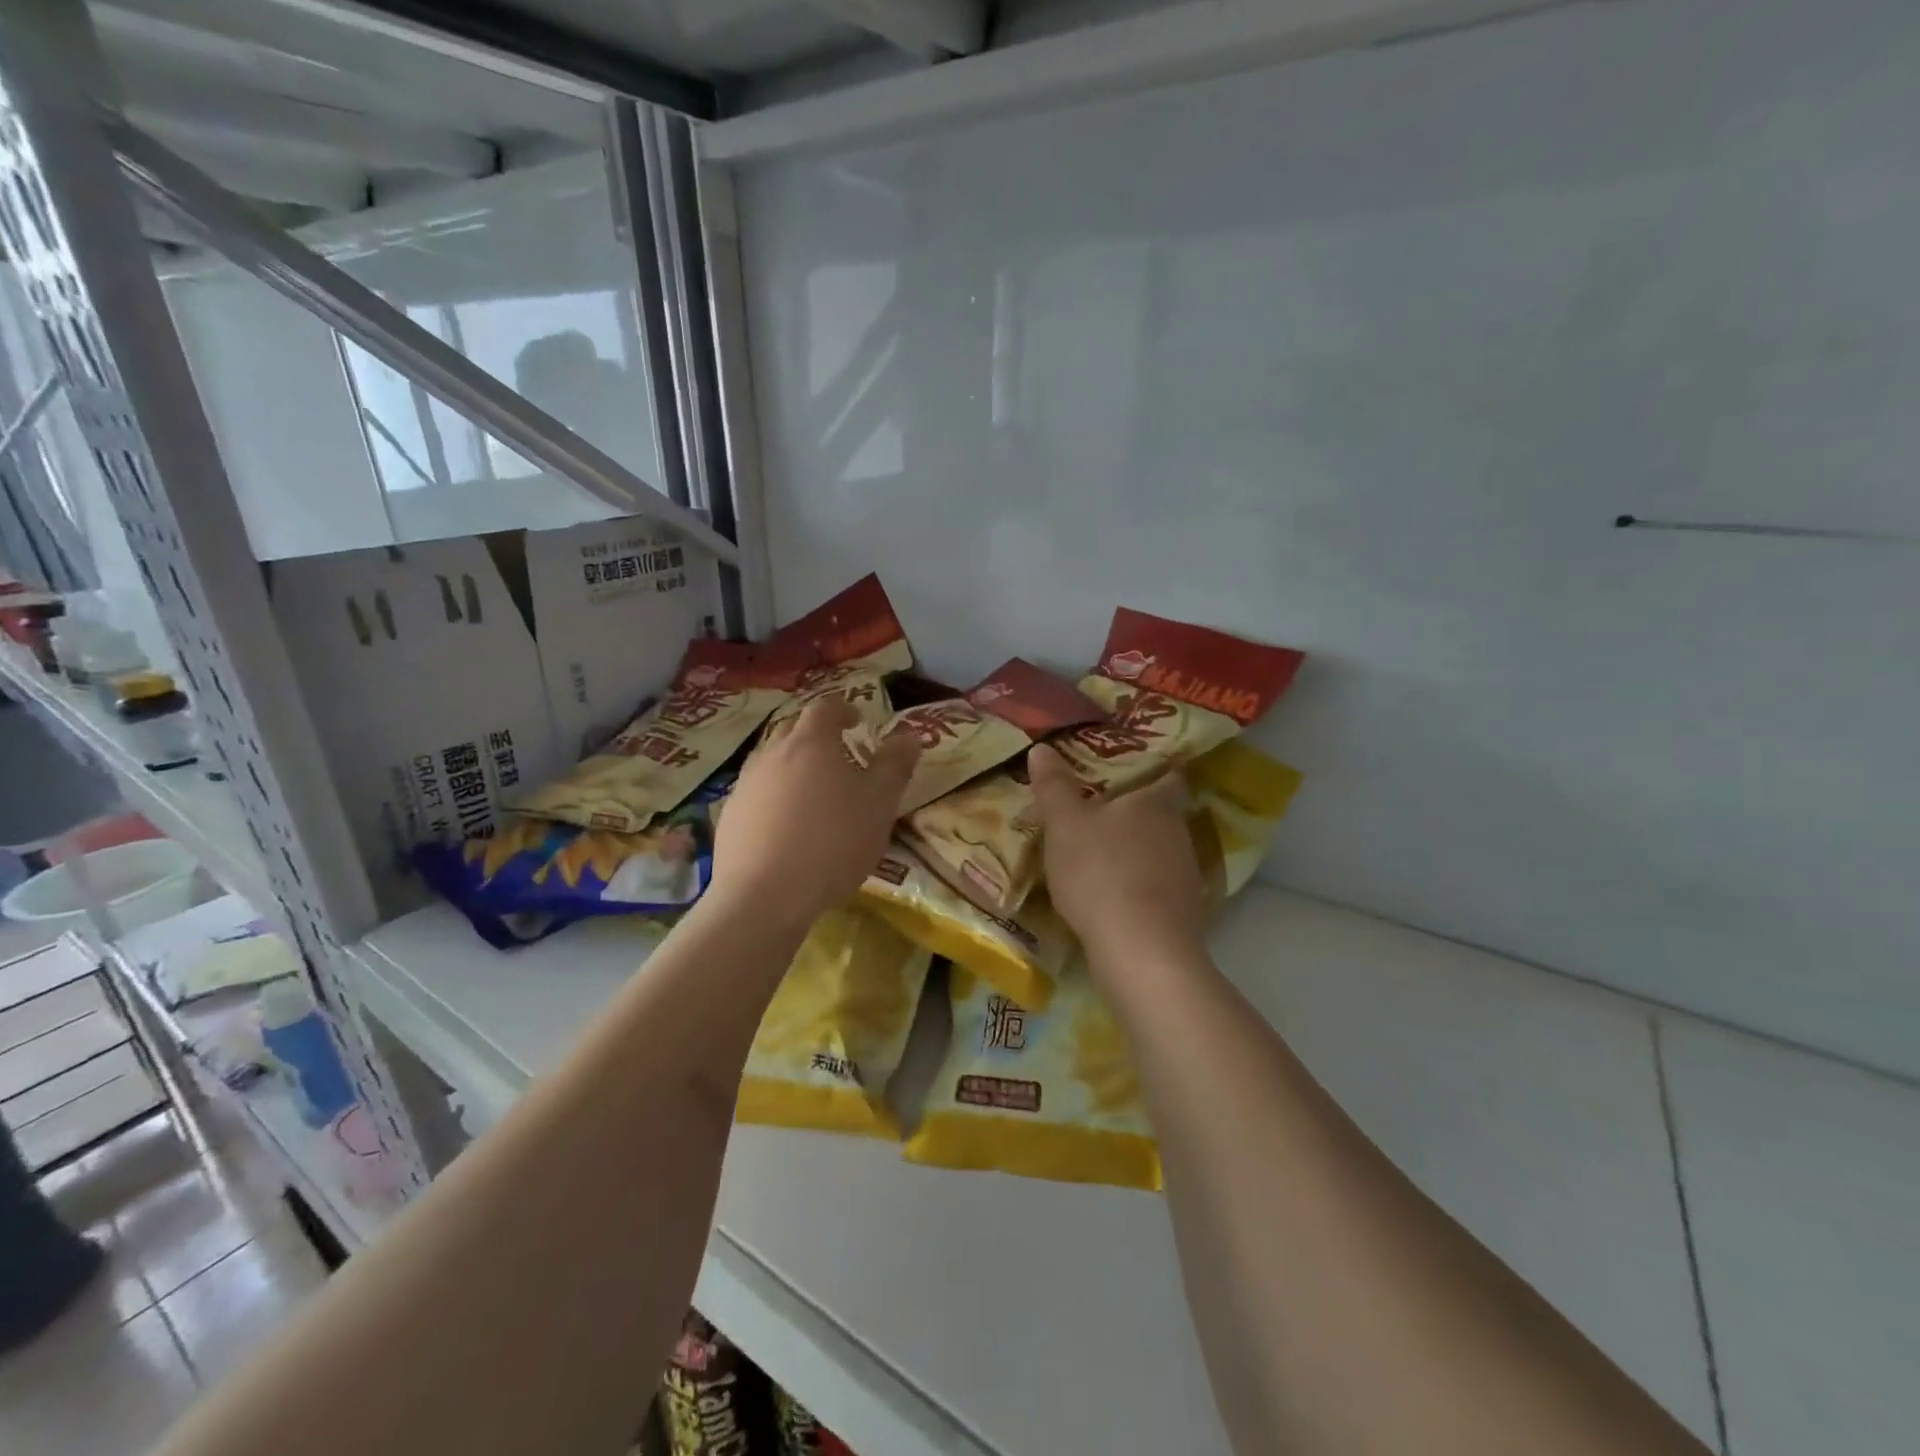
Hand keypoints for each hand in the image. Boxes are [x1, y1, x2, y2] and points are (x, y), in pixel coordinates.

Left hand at [711, 697, 920, 929]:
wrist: (763, 895)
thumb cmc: (833, 842)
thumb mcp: (880, 804)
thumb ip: (895, 765)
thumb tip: (908, 735)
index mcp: (811, 742)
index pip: (826, 709)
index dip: (843, 710)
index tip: (857, 721)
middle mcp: (773, 753)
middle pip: (793, 730)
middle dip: (815, 735)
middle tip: (837, 754)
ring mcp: (746, 784)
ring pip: (771, 761)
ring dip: (792, 766)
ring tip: (812, 791)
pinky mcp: (730, 815)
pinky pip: (756, 793)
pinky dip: (774, 797)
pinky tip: (786, 825)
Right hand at [1028, 744, 1208, 974]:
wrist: (1141, 950)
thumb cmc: (1100, 872)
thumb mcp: (1064, 825)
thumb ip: (1054, 787)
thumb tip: (1041, 748)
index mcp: (1157, 803)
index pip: (1168, 776)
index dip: (1153, 772)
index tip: (1131, 773)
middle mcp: (1179, 833)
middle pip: (1162, 815)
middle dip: (1135, 816)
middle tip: (1100, 815)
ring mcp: (1187, 876)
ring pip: (1161, 853)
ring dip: (1137, 854)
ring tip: (1103, 859)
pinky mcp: (1185, 914)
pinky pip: (1159, 889)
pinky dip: (1140, 889)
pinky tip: (1115, 900)